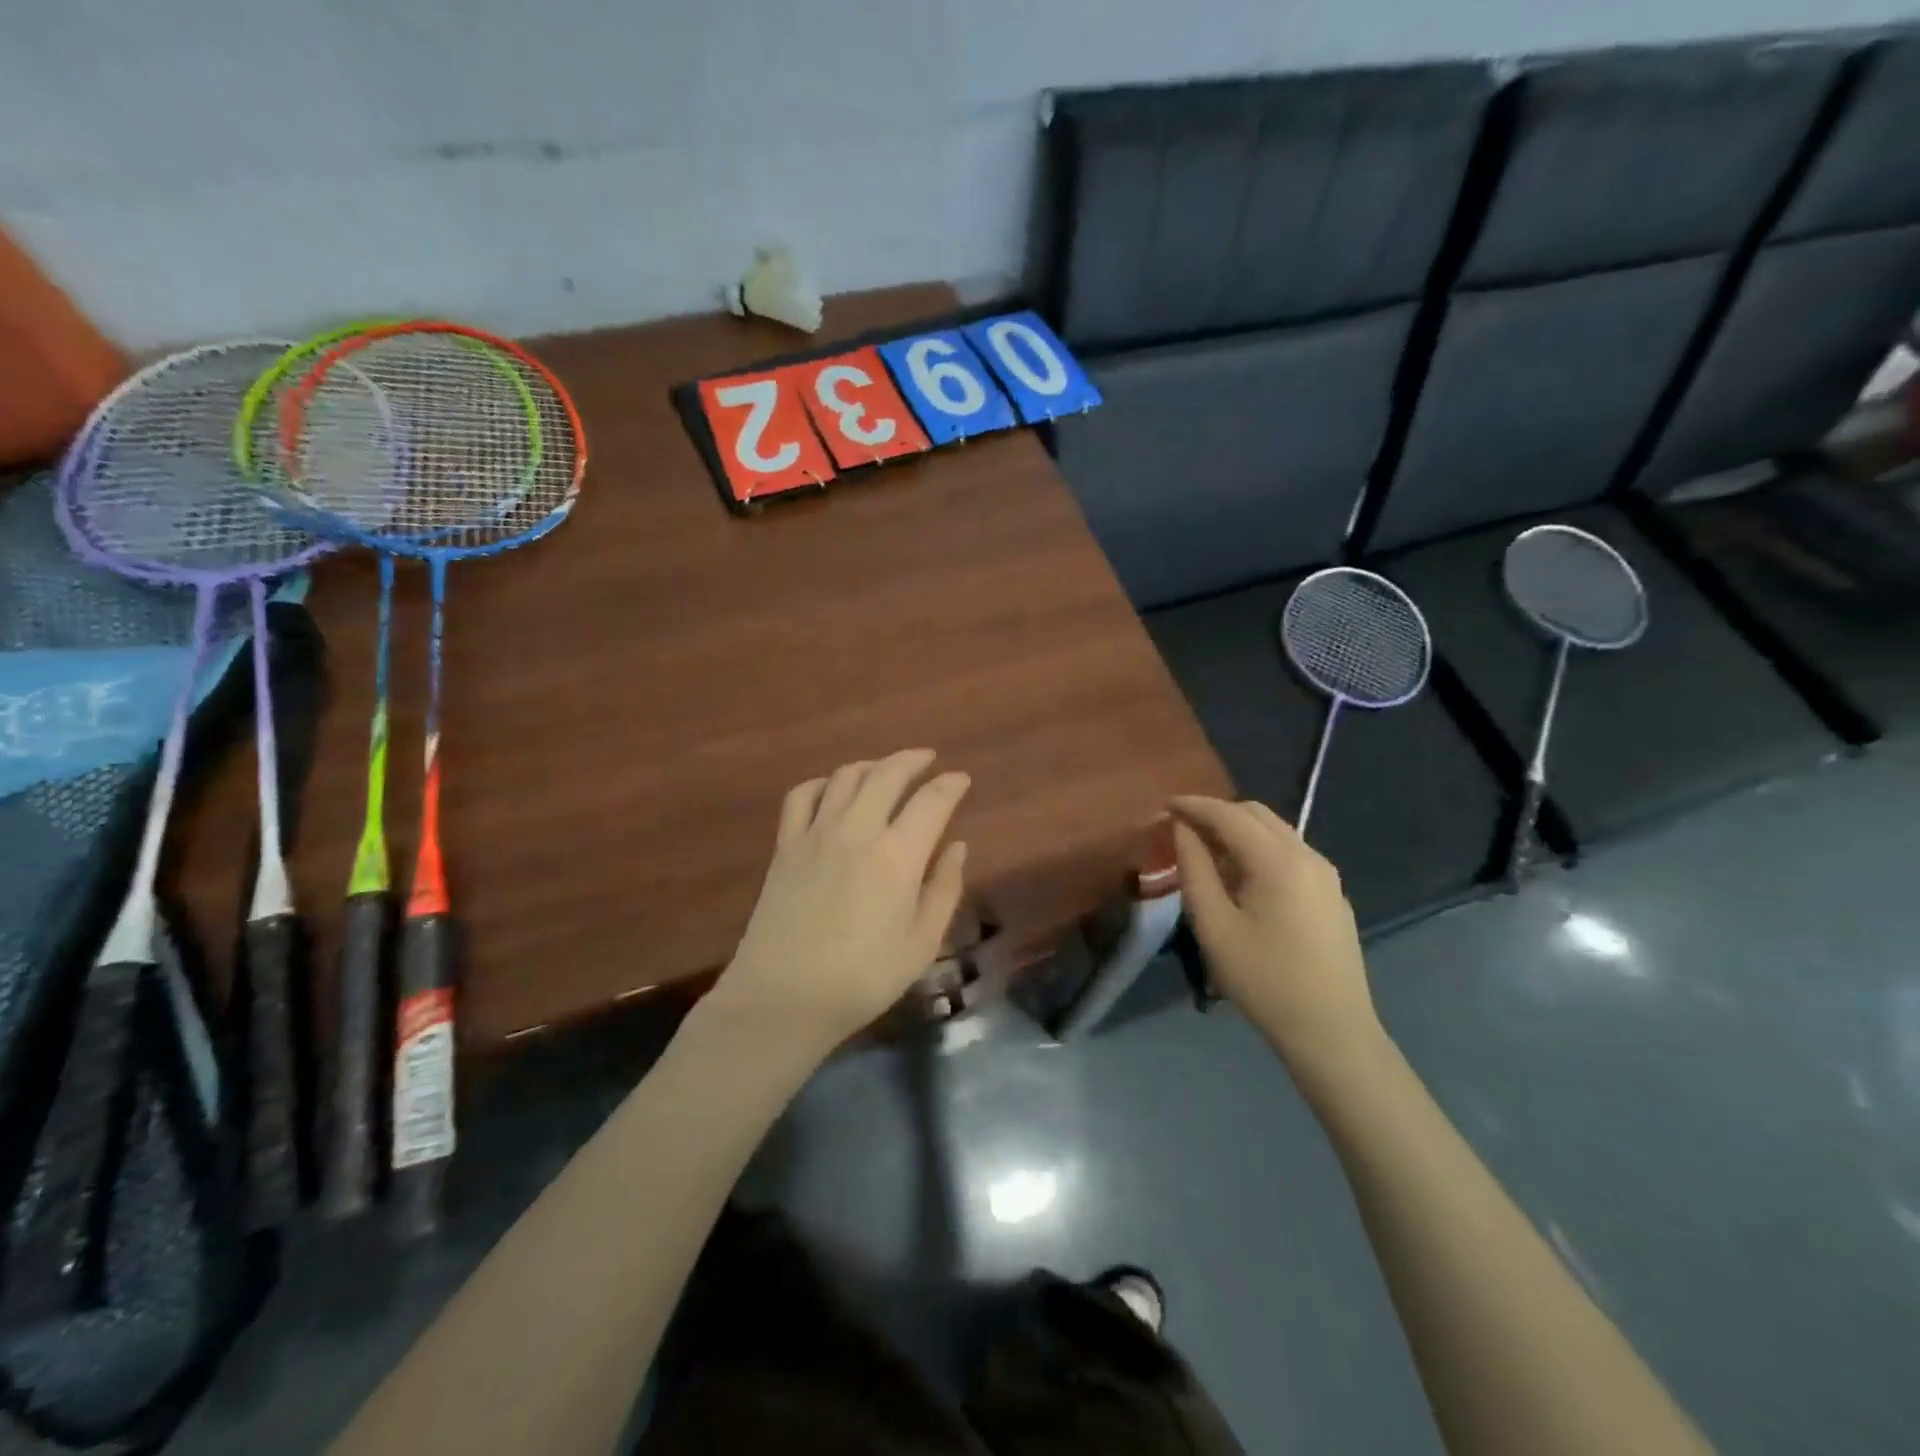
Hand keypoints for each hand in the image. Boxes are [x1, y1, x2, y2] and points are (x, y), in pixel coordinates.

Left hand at [709, 749, 969, 1056]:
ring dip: (872, 765)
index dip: (950, 785)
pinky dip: (822, 783)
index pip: (931, 801)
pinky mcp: (785, 846)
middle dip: (912, 760)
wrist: (784, 998)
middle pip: (887, 774)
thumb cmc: (863, 978)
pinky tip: (833, 789)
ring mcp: (815, 834)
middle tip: (928, 759)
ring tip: (886, 770)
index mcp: (896, 856)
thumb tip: (957, 846)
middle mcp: (856, 831)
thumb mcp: (921, 943)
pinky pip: (801, 795)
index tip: (961, 779)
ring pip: (845, 777)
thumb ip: (944, 889)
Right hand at [1170, 797, 1383, 1077]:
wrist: (1332, 1032)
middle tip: (1181, 828)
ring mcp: (1326, 875)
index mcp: (1279, 861)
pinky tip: (1241, 877)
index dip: (1194, 805)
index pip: (1229, 815)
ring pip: (1275, 831)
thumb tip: (1182, 830)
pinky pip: (1289, 853)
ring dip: (1238, 830)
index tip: (1163, 805)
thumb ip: (1194, 870)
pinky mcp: (1332, 894)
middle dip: (1216, 813)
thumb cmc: (1264, 980)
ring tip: (1205, 851)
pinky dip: (1258, 849)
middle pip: (1256, 814)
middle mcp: (1308, 856)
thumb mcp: (1214, 926)